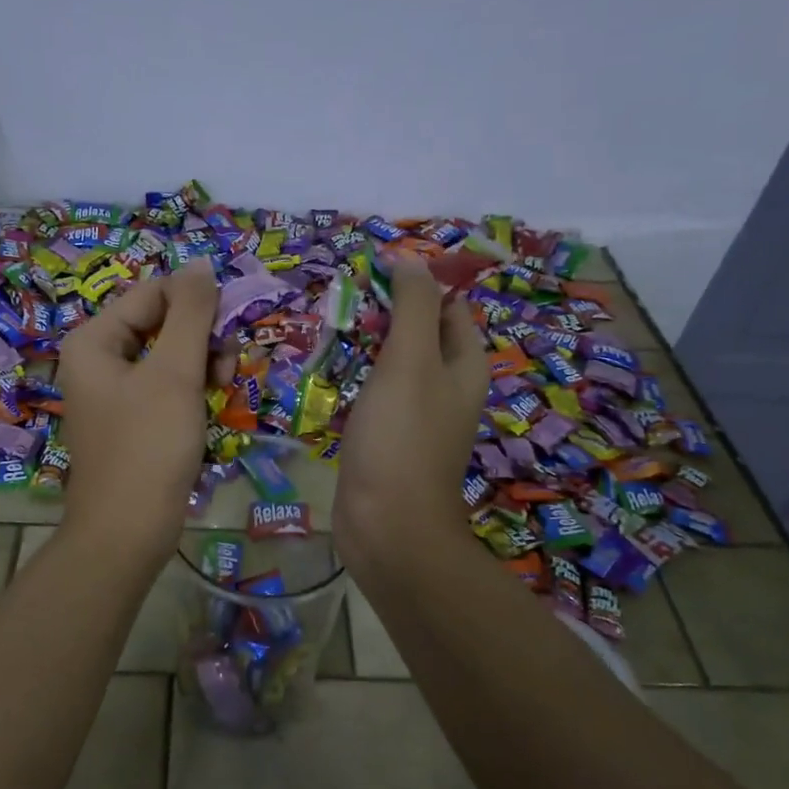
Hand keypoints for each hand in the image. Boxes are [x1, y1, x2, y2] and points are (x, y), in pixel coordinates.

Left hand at [57, 261, 219, 562]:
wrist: (128, 531)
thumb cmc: (148, 446)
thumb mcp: (174, 373)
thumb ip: (190, 313)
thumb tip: (200, 264)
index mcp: (94, 339)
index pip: (153, 293)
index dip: (196, 305)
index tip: (227, 333)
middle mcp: (98, 359)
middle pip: (162, 322)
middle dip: (201, 340)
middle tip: (225, 368)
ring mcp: (114, 392)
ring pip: (170, 355)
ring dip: (203, 365)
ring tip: (222, 390)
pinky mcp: (132, 419)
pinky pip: (167, 386)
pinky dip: (192, 391)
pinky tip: (209, 409)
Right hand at [333, 252, 488, 571]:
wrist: (388, 527)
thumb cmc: (402, 439)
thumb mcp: (410, 361)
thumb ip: (413, 308)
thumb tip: (411, 261)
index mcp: (463, 367)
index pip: (449, 309)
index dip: (418, 286)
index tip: (372, 273)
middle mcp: (446, 389)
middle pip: (419, 335)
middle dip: (385, 314)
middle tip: (341, 300)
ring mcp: (415, 418)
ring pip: (392, 367)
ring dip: (364, 347)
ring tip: (325, 328)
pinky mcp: (386, 441)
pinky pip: (372, 398)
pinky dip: (353, 381)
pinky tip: (324, 375)